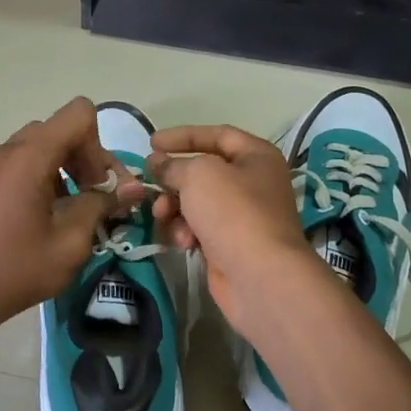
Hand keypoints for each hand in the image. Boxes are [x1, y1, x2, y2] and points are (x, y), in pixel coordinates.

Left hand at [0, 98, 146, 345]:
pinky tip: (49, 218)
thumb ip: (102, 206)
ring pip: (43, 147)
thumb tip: (132, 189)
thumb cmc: (16, 269)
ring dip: (67, 170)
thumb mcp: (70, 242)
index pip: (79, 114)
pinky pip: (24, 164)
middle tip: (97, 200)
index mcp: (29, 156)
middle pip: (61, 131)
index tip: (99, 186)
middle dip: (87, 159)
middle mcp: (8, 150)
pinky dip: (46, 178)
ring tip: (75, 212)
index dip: (99, 145)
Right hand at [148, 125, 317, 334]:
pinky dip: (186, 232)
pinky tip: (182, 242)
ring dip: (174, 208)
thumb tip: (158, 163)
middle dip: (173, 180)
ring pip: (197, 203)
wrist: (259, 276)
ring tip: (163, 217)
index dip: (182, 136)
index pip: (217, 135)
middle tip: (151, 186)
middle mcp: (253, 183)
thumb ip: (173, 164)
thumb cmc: (233, 212)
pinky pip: (199, 229)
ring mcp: (243, 217)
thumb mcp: (198, 175)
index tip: (151, 143)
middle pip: (203, 172)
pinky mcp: (230, 245)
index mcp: (256, 156)